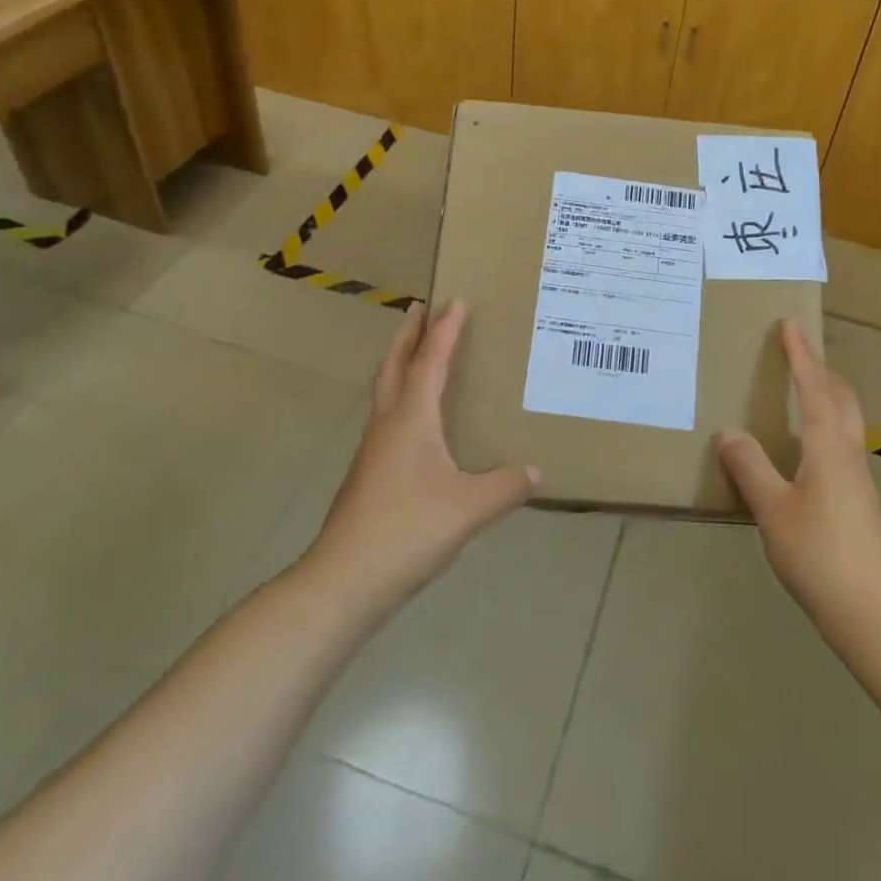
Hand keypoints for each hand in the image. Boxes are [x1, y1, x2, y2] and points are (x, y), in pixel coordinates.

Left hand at [310, 301, 536, 606]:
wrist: (344, 580)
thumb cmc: (408, 530)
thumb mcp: (469, 508)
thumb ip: (506, 486)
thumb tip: (536, 472)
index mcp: (412, 418)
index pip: (431, 361)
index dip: (445, 330)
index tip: (456, 299)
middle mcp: (388, 423)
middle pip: (395, 365)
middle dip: (408, 334)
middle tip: (419, 307)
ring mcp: (372, 449)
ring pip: (385, 391)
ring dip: (399, 363)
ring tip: (416, 354)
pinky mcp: (368, 474)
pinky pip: (386, 417)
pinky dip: (400, 398)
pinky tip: (414, 422)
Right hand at [716, 321, 880, 628]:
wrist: (870, 611)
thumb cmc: (818, 553)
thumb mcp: (772, 509)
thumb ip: (751, 468)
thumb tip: (729, 433)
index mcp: (827, 447)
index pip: (813, 389)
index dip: (801, 356)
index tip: (791, 325)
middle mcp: (846, 454)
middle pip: (840, 398)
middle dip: (821, 370)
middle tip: (799, 352)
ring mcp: (856, 479)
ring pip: (844, 421)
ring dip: (826, 395)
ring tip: (803, 390)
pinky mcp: (856, 501)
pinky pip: (840, 443)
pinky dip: (824, 424)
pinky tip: (806, 447)